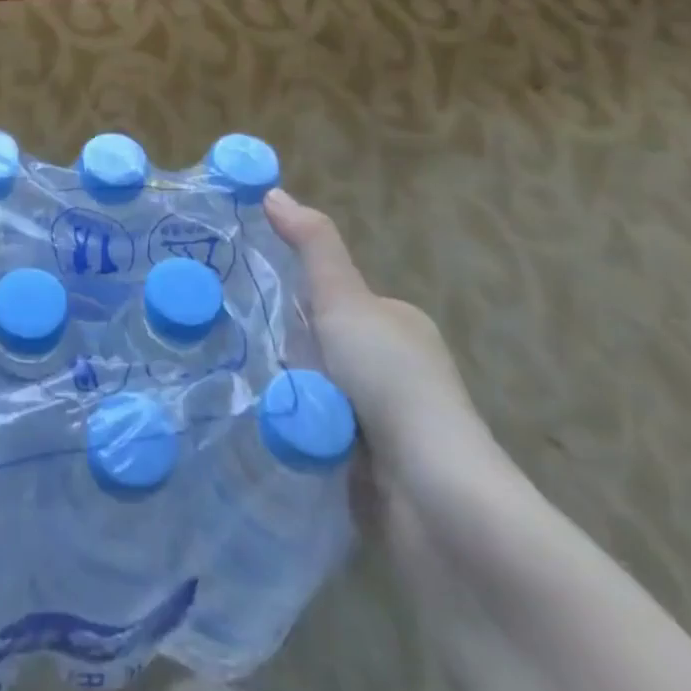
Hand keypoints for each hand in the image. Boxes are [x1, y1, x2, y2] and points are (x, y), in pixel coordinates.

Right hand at [265, 188, 474, 458]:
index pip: (331, 299)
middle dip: (288, 355)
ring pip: (313, 393)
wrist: (435, 500)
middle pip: (317, 347)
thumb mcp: (345, 300)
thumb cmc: (392, 383)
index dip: (296, 304)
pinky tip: (274, 436)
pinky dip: (298, 436)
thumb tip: (273, 190)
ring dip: (289, 398)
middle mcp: (396, 369)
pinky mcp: (373, 471)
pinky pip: (317, 437)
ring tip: (255, 397)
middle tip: (254, 358)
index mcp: (398, 324)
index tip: (258, 311)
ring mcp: (387, 424)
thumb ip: (312, 246)